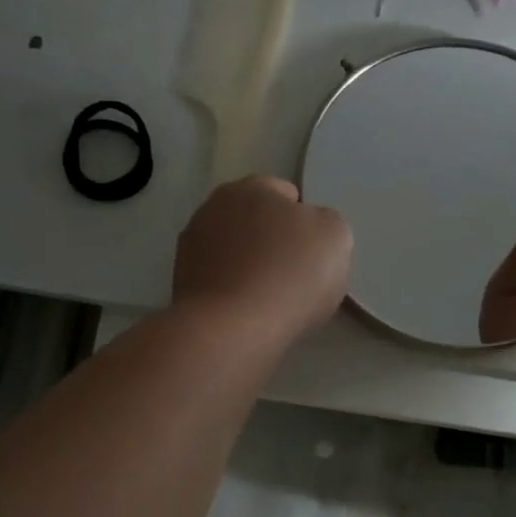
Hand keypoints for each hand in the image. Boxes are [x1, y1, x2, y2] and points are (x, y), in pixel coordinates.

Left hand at [172, 177, 352, 348]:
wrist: (233, 329)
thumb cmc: (290, 275)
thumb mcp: (335, 237)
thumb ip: (324, 222)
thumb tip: (306, 228)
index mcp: (252, 187)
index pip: (286, 194)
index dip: (305, 223)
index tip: (313, 253)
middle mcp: (213, 207)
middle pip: (254, 222)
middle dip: (271, 242)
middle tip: (294, 276)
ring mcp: (190, 246)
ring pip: (233, 252)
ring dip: (247, 267)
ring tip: (268, 300)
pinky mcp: (180, 283)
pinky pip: (217, 281)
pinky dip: (230, 292)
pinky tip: (245, 313)